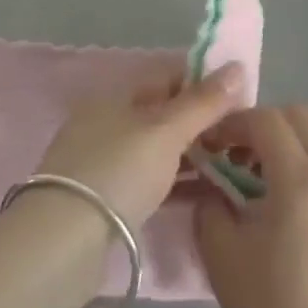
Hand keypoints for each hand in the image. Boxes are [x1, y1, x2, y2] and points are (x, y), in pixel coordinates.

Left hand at [34, 59, 249, 234]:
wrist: (64, 242)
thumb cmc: (119, 170)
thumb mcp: (166, 131)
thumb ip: (203, 101)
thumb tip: (238, 65)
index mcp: (117, 96)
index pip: (168, 77)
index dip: (205, 82)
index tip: (242, 99)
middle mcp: (109, 122)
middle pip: (165, 114)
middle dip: (203, 123)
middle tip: (243, 137)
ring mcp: (106, 162)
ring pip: (159, 150)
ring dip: (194, 156)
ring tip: (234, 166)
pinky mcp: (108, 200)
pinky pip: (153, 181)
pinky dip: (179, 183)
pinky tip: (208, 194)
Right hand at [195, 105, 307, 307]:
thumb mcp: (224, 260)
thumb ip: (211, 208)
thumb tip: (213, 187)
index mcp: (302, 182)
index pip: (267, 120)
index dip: (234, 123)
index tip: (211, 144)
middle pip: (303, 116)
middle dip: (266, 123)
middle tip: (238, 153)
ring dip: (292, 140)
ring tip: (263, 177)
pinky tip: (290, 206)